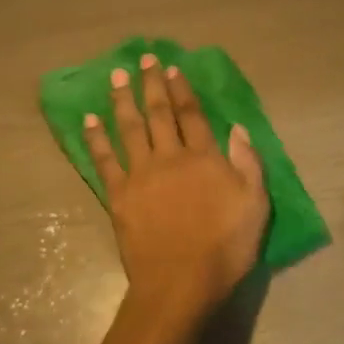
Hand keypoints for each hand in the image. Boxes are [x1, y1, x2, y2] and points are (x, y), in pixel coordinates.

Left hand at [85, 53, 269, 311]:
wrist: (180, 283)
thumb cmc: (225, 248)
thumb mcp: (256, 205)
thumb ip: (248, 164)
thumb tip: (237, 129)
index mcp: (204, 158)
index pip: (192, 115)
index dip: (182, 90)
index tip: (173, 69)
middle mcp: (170, 157)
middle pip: (159, 114)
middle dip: (151, 85)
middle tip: (143, 60)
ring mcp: (140, 174)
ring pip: (129, 128)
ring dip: (122, 100)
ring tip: (116, 77)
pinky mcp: (118, 195)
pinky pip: (104, 159)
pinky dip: (95, 138)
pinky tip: (88, 119)